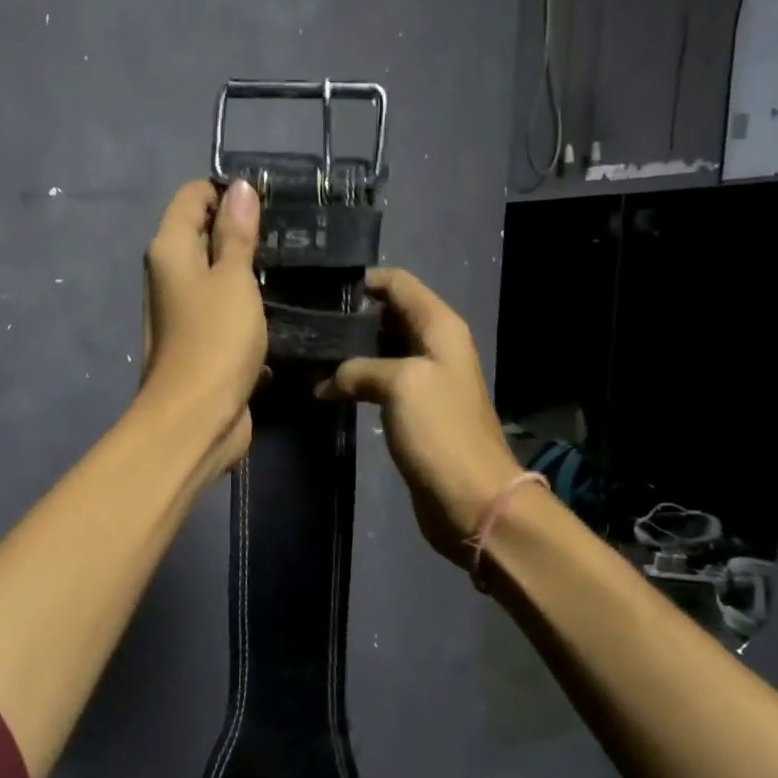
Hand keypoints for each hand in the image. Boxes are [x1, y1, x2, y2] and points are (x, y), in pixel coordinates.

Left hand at [139, 179, 266, 477]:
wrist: (196, 419)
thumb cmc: (214, 340)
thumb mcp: (232, 278)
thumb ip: (236, 234)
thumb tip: (239, 188)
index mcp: (169, 250)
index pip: (193, 196)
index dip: (228, 192)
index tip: (271, 203)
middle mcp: (169, 275)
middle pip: (203, 233)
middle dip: (242, 229)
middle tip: (291, 233)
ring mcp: (183, 311)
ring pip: (217, 275)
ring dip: (248, 270)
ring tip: (293, 265)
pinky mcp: (200, 341)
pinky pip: (225, 309)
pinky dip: (247, 304)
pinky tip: (281, 305)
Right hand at [317, 268, 523, 565]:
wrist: (472, 497)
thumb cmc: (441, 431)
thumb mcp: (400, 384)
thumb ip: (359, 369)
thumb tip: (325, 383)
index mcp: (440, 327)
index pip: (399, 283)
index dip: (363, 280)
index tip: (321, 288)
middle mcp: (434, 346)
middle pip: (388, 315)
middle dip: (350, 316)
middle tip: (305, 322)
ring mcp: (424, 380)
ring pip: (380, 350)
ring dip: (348, 350)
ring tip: (307, 351)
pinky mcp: (413, 411)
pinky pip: (379, 382)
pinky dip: (354, 380)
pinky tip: (324, 387)